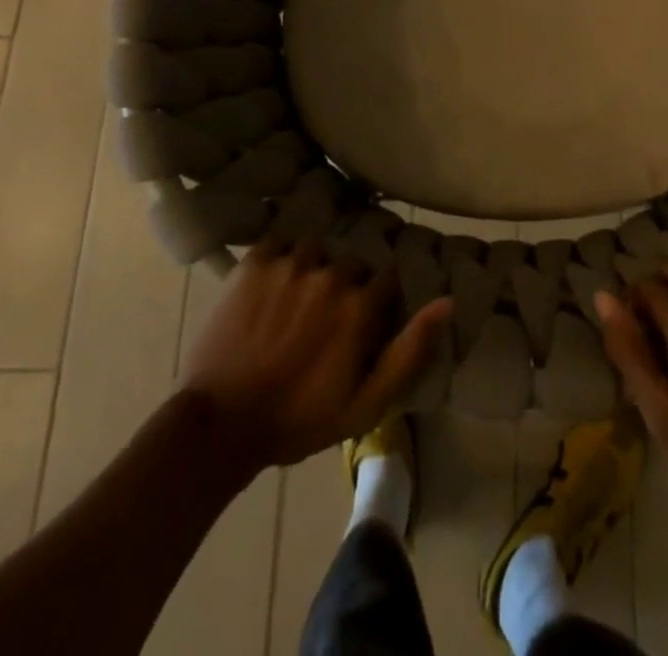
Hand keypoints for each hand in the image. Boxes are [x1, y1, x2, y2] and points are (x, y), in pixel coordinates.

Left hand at [178, 239, 451, 471]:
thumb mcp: (367, 402)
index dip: (378, 301)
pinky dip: (280, 259)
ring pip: (316, 250)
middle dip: (346, 286)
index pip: (386, 279)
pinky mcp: (255, 262)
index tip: (364, 323)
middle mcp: (330, 273)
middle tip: (325, 318)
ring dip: (312, 270)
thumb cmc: (299, 420)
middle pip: (351, 264)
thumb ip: (411, 350)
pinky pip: (279, 244)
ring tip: (296, 299)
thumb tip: (447, 301)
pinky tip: (272, 285)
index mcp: (360, 304)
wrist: (219, 424)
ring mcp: (290, 264)